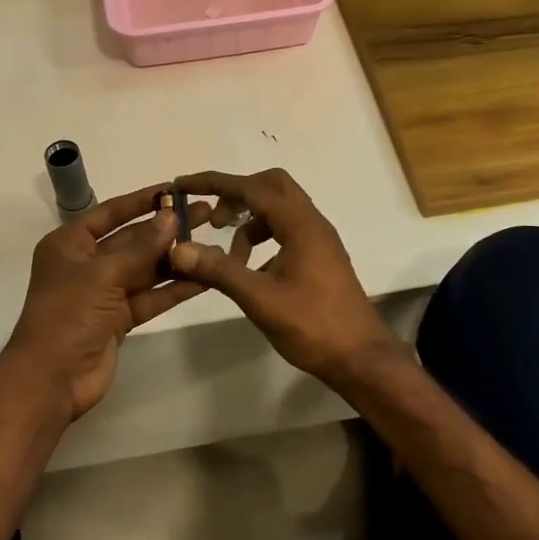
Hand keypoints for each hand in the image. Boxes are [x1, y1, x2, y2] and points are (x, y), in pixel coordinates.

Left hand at [2, 185, 212, 420]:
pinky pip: (151, 296)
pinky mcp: (120, 319)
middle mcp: (87, 263)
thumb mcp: (103, 274)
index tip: (176, 189)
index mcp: (70, 244)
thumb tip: (170, 217)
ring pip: (146, 269)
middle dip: (167, 229)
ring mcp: (104, 292)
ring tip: (213, 244)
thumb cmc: (68, 314)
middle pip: (133, 240)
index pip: (111, 212)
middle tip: (206, 214)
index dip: (142, 200)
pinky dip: (175, 288)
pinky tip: (205, 277)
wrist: (52, 379)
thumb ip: (141, 247)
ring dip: (176, 258)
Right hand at [168, 168, 401, 389]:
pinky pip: (286, 230)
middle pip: (271, 186)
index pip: (252, 187)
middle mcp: (312, 223)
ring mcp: (319, 239)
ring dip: (249, 222)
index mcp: (300, 224)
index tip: (184, 185)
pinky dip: (263, 238)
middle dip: (236, 195)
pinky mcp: (320, 256)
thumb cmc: (312, 326)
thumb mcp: (259, 298)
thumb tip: (178, 248)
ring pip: (279, 210)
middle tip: (212, 221)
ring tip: (229, 259)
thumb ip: (219, 270)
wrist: (360, 357)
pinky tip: (251, 270)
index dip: (215, 183)